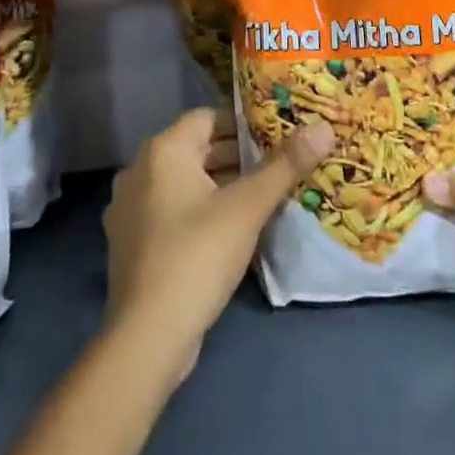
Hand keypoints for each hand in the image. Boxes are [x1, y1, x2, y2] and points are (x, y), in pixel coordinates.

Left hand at [103, 106, 333, 387]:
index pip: (208, 117)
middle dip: (237, 154)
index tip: (277, 131)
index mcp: (163, 150)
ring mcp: (131, 208)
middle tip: (279, 161)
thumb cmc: (197, 256)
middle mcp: (140, 169)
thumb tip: (324, 127)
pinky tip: (232, 228)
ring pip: (186, 182)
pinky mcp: (134, 243)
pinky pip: (173, 210)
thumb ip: (285, 166)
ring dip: (221, 184)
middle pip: (197, 149)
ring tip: (263, 193)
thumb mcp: (247, 208)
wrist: (146, 338)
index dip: (243, 122)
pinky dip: (201, 209)